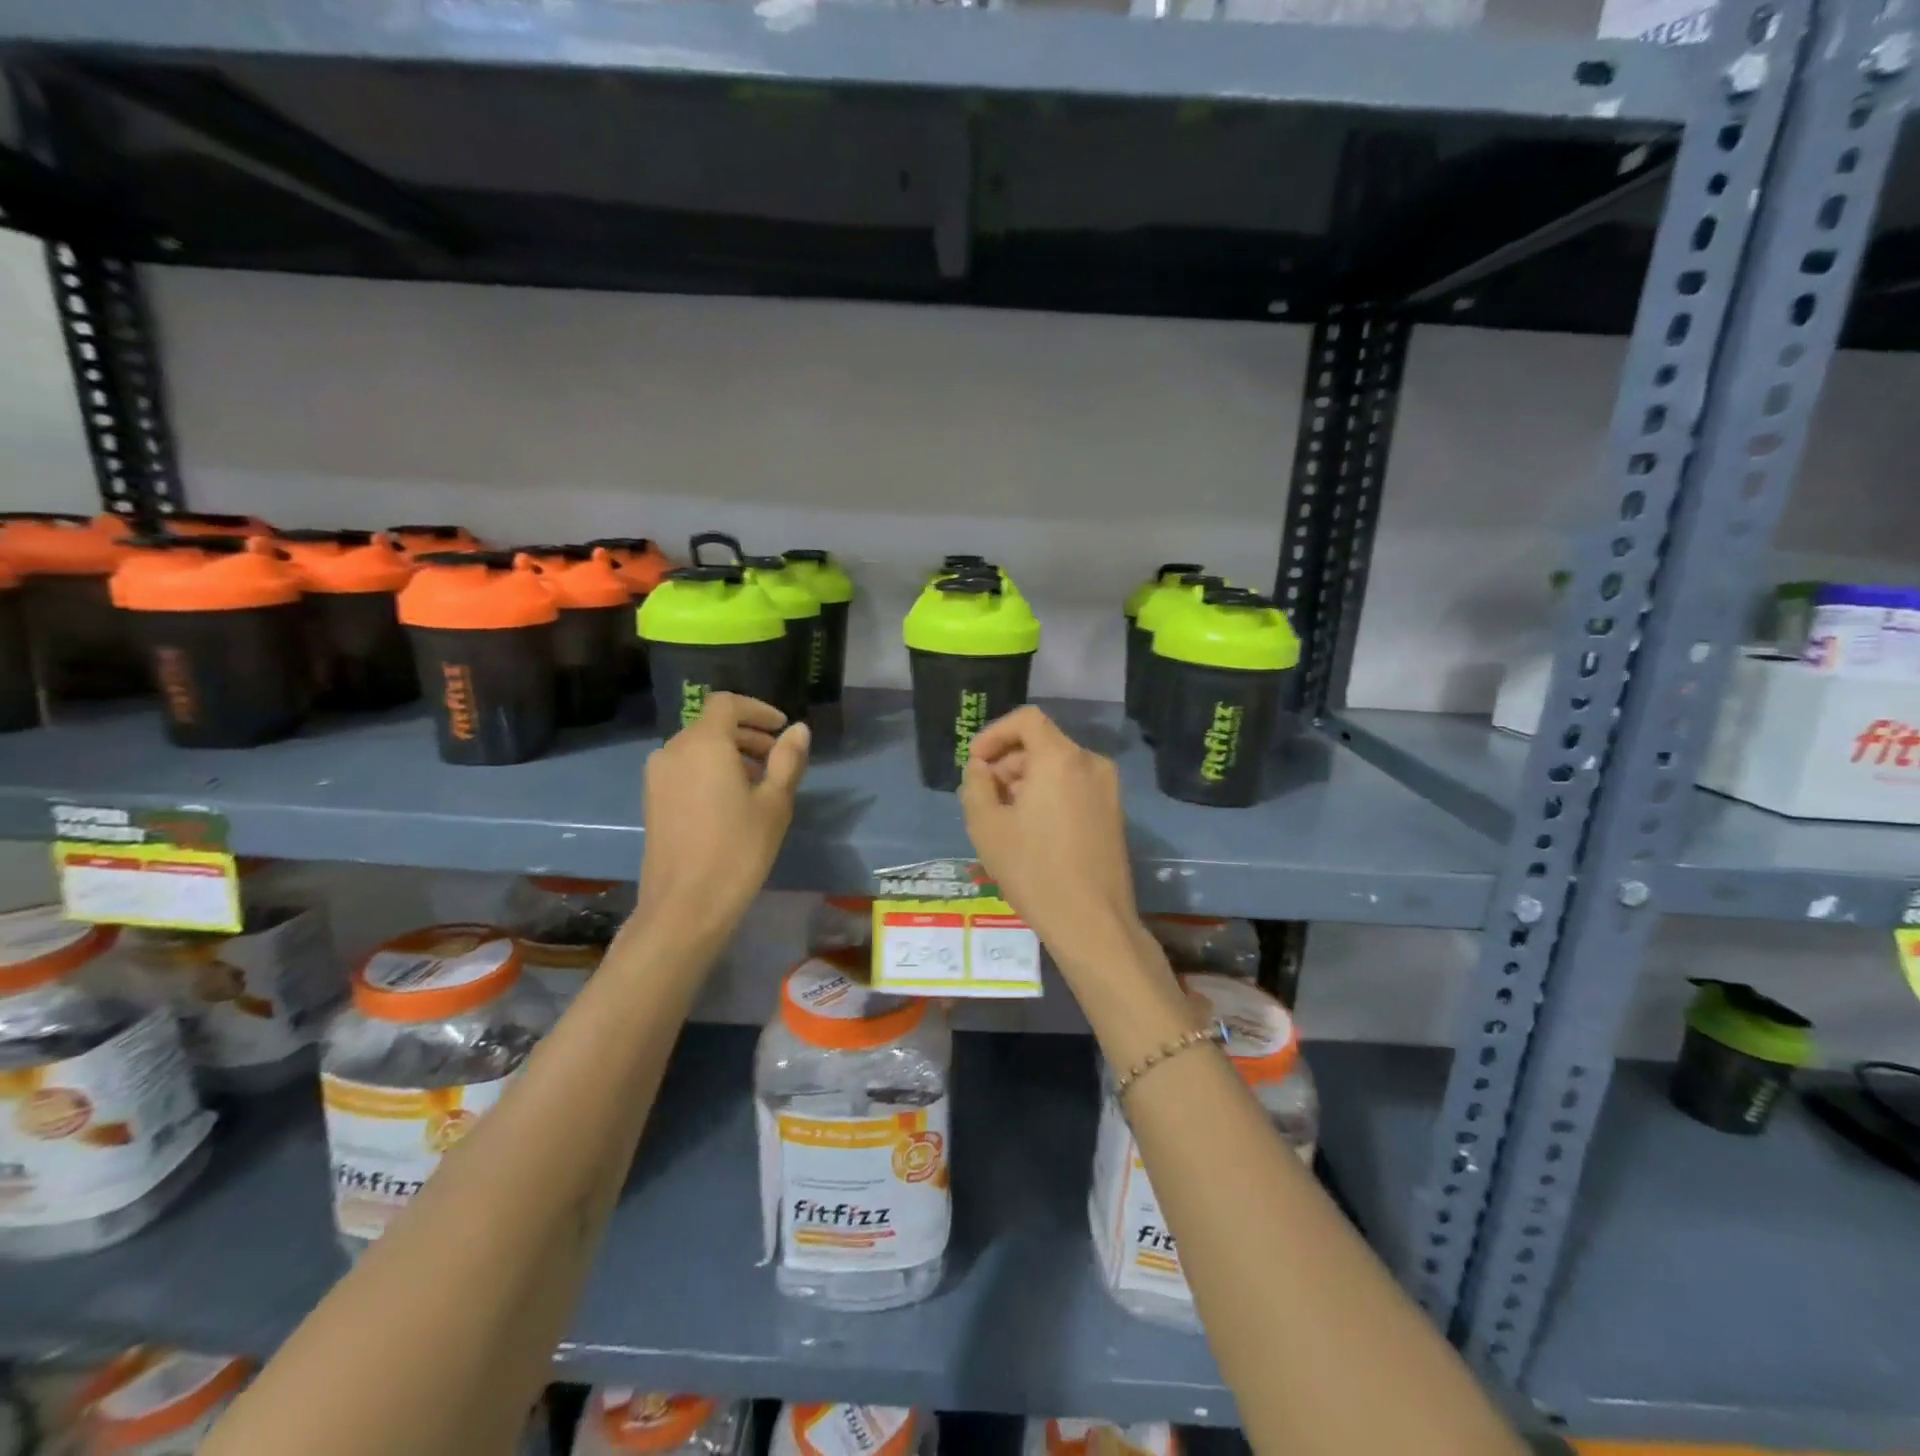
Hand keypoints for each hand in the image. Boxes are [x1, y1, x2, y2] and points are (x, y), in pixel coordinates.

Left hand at [636, 693, 809, 945]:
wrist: (685, 905)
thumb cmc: (738, 849)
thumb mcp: (774, 803)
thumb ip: (788, 760)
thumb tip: (798, 730)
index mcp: (703, 743)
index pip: (727, 704)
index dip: (757, 710)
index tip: (782, 729)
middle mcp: (673, 750)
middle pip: (712, 725)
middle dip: (747, 735)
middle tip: (778, 759)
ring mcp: (657, 777)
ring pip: (697, 748)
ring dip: (730, 754)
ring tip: (760, 783)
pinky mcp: (652, 800)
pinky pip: (685, 769)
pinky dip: (710, 771)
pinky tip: (732, 801)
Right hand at [961, 706, 1187, 1065]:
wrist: (1092, 922)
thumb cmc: (1033, 870)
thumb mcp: (987, 826)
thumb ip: (976, 785)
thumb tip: (982, 769)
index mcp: (1061, 758)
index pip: (1026, 719)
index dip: (994, 734)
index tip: (976, 762)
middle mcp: (1091, 763)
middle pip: (1041, 744)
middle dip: (1008, 763)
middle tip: (984, 798)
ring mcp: (1108, 788)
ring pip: (1058, 767)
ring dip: (1026, 781)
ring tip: (1004, 819)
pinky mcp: (1114, 813)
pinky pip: (1074, 787)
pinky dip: (1049, 795)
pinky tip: (1032, 831)